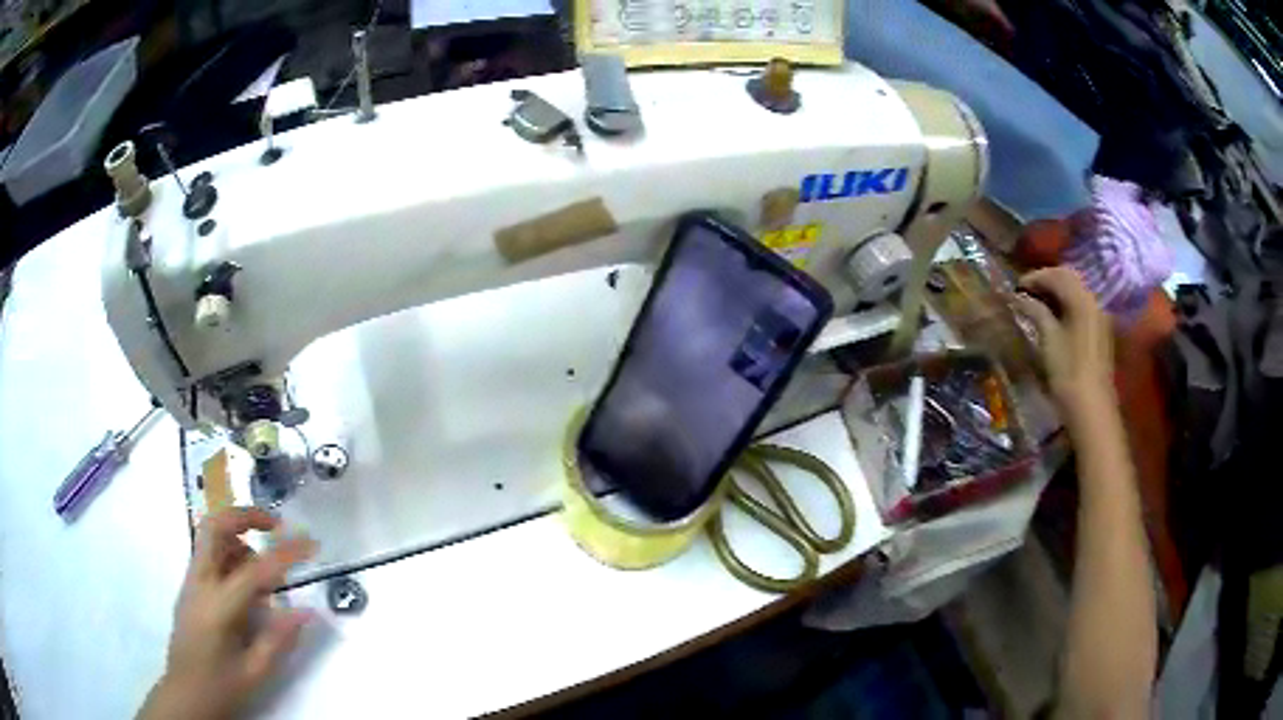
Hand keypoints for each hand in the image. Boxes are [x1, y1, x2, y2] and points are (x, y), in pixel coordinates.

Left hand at [139, 508, 316, 719]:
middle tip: (275, 525)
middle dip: (245, 516)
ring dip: (239, 539)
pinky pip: (209, 556)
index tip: (310, 543)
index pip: (255, 569)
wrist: (186, 694)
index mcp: (219, 607)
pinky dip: (230, 556)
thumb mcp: (256, 672)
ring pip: (210, 538)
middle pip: (215, 527)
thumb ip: (279, 639)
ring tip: (265, 573)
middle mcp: (200, 583)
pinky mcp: (189, 588)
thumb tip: (307, 611)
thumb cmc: (222, 687)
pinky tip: (247, 589)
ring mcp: (191, 582)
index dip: (285, 553)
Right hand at [1012, 266, 1113, 410]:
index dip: (1034, 277)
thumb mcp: (1048, 340)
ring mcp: (1099, 315)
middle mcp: (1093, 300)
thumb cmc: (1068, 373)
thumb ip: (1035, 312)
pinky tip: (1055, 316)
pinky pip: (1082, 304)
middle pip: (1069, 277)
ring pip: (1076, 290)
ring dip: (1057, 291)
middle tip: (1027, 293)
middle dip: (1047, 280)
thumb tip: (1018, 297)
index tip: (1016, 288)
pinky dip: (1066, 303)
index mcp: (1081, 299)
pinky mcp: (1100, 329)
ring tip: (1038, 304)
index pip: (1056, 274)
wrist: (1092, 408)